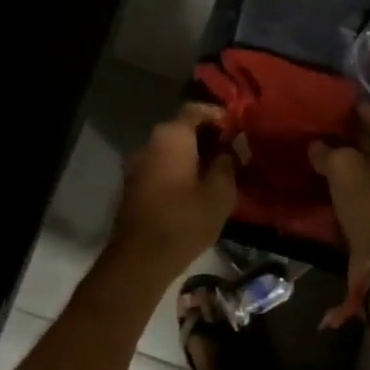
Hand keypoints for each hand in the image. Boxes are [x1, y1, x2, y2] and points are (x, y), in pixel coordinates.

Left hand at [106, 103, 237, 284]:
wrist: (138, 259)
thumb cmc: (184, 221)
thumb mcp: (219, 193)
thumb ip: (227, 163)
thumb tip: (230, 148)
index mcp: (171, 136)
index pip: (196, 110)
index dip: (218, 116)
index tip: (237, 129)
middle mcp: (150, 142)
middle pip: (182, 128)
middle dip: (207, 137)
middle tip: (231, 152)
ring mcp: (137, 164)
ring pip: (170, 149)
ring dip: (192, 155)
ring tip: (216, 172)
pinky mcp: (132, 185)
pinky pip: (160, 166)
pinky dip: (178, 170)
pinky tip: (195, 188)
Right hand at [309, 103, 369, 267]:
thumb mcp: (344, 167)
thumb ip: (328, 151)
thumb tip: (316, 146)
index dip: (357, 112)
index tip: (334, 107)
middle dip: (353, 139)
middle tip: (324, 130)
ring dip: (351, 164)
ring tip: (322, 154)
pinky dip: (352, 186)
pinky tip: (329, 181)